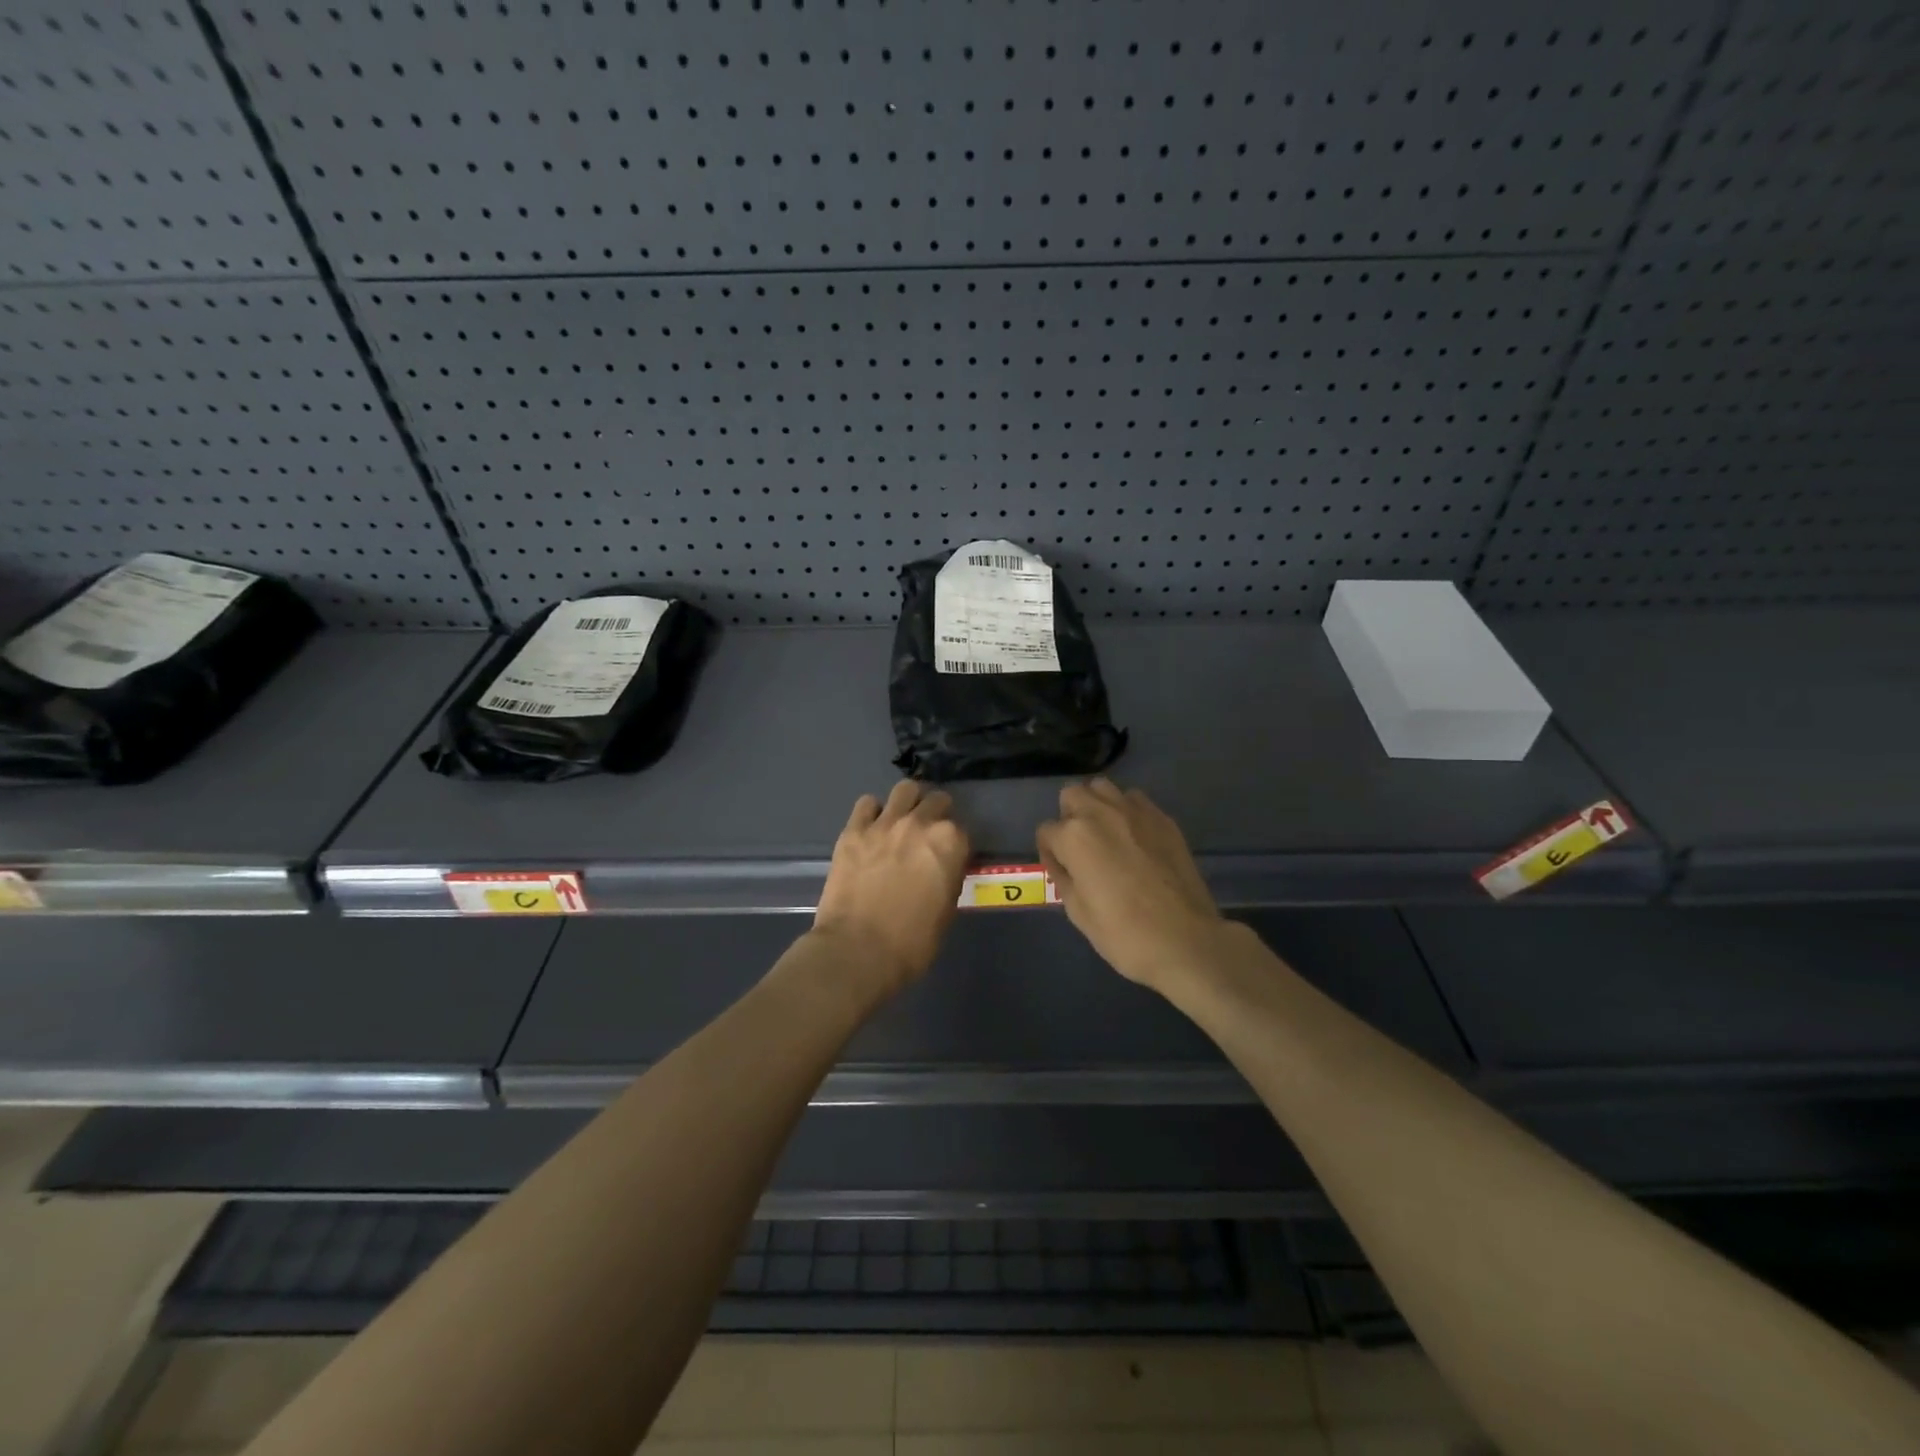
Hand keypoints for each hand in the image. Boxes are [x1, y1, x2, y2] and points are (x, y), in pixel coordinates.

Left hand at [811, 781, 969, 996]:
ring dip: (908, 802)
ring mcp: (884, 823)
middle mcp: (920, 823)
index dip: (956, 844)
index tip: (949, 857)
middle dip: (937, 814)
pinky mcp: (853, 830)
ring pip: (904, 790)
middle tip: (927, 836)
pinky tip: (872, 829)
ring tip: (902, 821)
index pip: (962, 830)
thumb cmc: (912, 942)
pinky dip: (873, 812)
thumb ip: (948, 877)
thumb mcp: (946, 911)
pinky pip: (867, 804)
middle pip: (937, 801)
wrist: (858, 951)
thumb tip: (943, 868)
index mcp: (950, 842)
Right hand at [1037, 779, 1228, 993]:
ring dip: (1097, 805)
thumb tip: (1063, 863)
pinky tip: (1135, 839)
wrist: (1186, 941)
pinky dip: (1128, 812)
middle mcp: (1101, 812)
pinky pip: (1136, 801)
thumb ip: (1064, 877)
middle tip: (1080, 847)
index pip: (1046, 831)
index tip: (1061, 870)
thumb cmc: (1123, 934)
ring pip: (1104, 788)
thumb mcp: (1078, 912)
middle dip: (1069, 816)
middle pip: (1072, 795)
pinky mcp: (1164, 819)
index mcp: (1074, 837)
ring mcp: (1136, 811)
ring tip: (1106, 835)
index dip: (1049, 852)